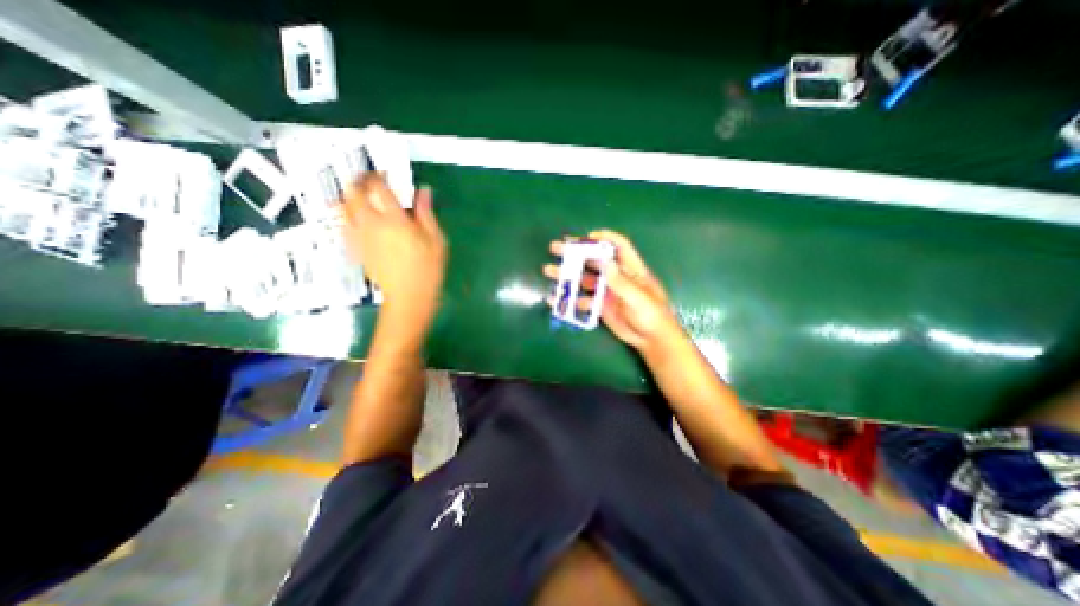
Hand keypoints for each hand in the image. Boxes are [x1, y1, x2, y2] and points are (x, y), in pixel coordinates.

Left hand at [347, 174, 446, 324]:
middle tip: (367, 180)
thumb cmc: (428, 268)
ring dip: (348, 197)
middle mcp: (372, 225)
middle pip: (354, 194)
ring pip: (343, 208)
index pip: (379, 188)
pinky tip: (354, 218)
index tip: (384, 173)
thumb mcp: (436, 240)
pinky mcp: (356, 249)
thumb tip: (424, 191)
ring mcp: (361, 237)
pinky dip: (346, 217)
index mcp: (395, 221)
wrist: (409, 296)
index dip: (379, 176)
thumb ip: (426, 213)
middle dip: (358, 182)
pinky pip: (343, 227)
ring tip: (357, 195)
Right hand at [544, 227, 677, 350]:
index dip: (604, 238)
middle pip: (594, 259)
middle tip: (557, 248)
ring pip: (584, 279)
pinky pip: (583, 300)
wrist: (651, 339)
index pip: (618, 246)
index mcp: (631, 269)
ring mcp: (607, 291)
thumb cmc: (652, 315)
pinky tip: (557, 299)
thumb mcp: (639, 298)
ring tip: (549, 271)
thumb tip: (605, 263)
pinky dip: (570, 299)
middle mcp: (616, 277)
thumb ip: (622, 282)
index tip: (587, 237)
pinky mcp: (601, 306)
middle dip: (576, 253)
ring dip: (568, 275)